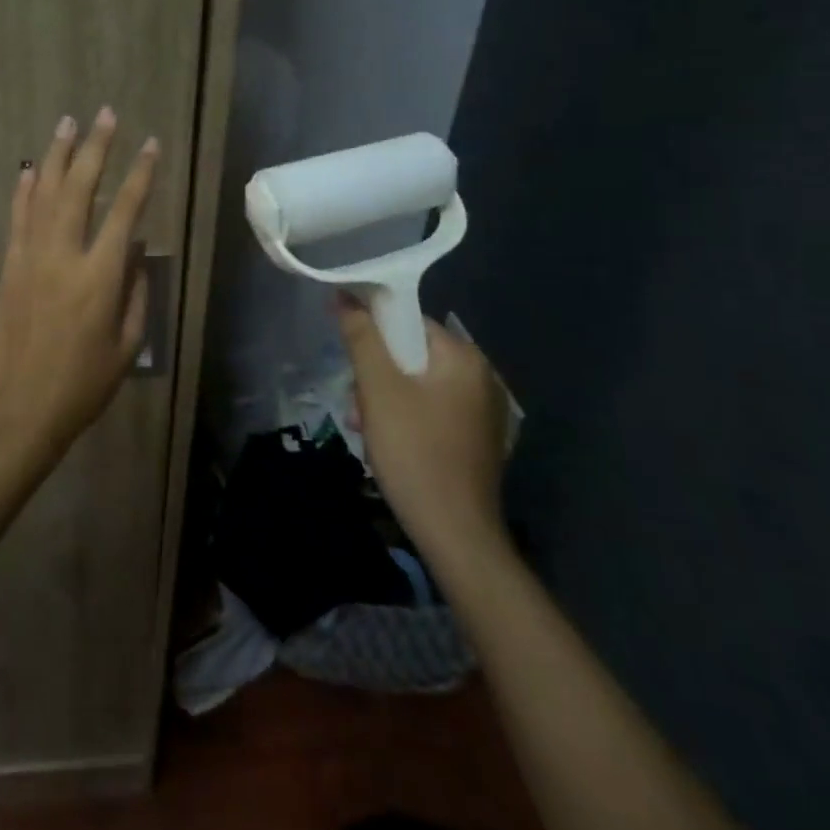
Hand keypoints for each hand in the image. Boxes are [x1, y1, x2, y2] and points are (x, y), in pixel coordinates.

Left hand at [0, 107, 159, 459]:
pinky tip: (29, 169)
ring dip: (57, 155)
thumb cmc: (84, 384)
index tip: (150, 144)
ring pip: (44, 194)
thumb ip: (137, 292)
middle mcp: (64, 255)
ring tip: (67, 123)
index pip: (125, 211)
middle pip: (80, 187)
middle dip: (95, 147)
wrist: (21, 408)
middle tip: (105, 114)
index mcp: (100, 276)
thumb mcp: (128, 345)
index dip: (140, 174)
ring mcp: (30, 257)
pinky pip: (17, 218)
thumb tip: (138, 250)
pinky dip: (24, 190)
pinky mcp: (9, 267)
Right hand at [336, 296, 509, 558]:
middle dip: (377, 375)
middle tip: (358, 405)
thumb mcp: (378, 390)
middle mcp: (481, 377)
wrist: (455, 534)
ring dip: (386, 400)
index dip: (373, 335)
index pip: (409, 323)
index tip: (350, 361)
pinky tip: (388, 444)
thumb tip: (345, 295)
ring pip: (418, 386)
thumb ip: (361, 338)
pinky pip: (432, 410)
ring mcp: (483, 411)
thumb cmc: (415, 452)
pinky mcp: (477, 439)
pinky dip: (406, 418)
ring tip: (366, 428)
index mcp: (464, 358)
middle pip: (412, 355)